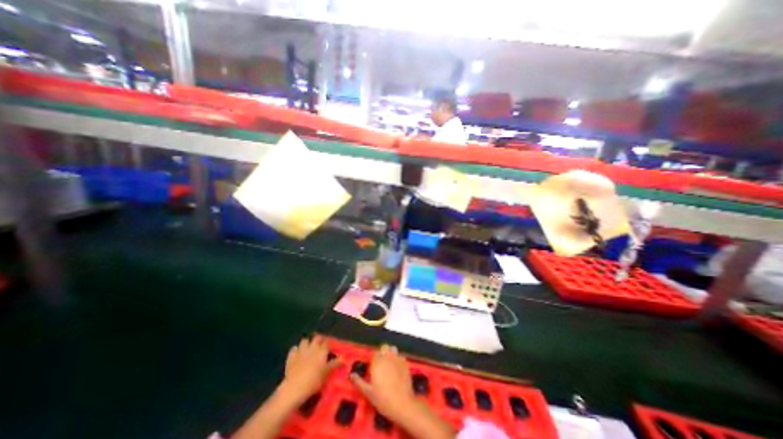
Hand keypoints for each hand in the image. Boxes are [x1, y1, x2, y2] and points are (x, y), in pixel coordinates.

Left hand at [279, 336, 340, 403]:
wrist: (294, 388)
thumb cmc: (314, 380)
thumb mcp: (327, 373)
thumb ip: (335, 364)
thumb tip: (345, 359)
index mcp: (322, 350)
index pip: (327, 342)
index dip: (328, 344)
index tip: (329, 349)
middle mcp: (312, 347)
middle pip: (317, 338)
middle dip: (318, 340)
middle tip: (320, 347)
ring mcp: (301, 350)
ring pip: (305, 340)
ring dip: (307, 343)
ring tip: (308, 349)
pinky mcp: (291, 356)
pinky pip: (294, 348)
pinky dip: (296, 350)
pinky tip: (297, 355)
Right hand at [352, 344, 417, 419]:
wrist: (403, 404)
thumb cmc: (383, 399)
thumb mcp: (368, 393)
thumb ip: (359, 382)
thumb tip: (351, 375)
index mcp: (377, 362)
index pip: (374, 353)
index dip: (373, 359)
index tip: (373, 367)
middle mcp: (387, 357)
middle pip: (384, 347)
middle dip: (382, 352)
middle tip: (380, 364)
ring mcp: (397, 359)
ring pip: (393, 349)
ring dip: (390, 353)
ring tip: (389, 364)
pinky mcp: (405, 363)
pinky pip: (400, 356)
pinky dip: (397, 359)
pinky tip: (397, 369)